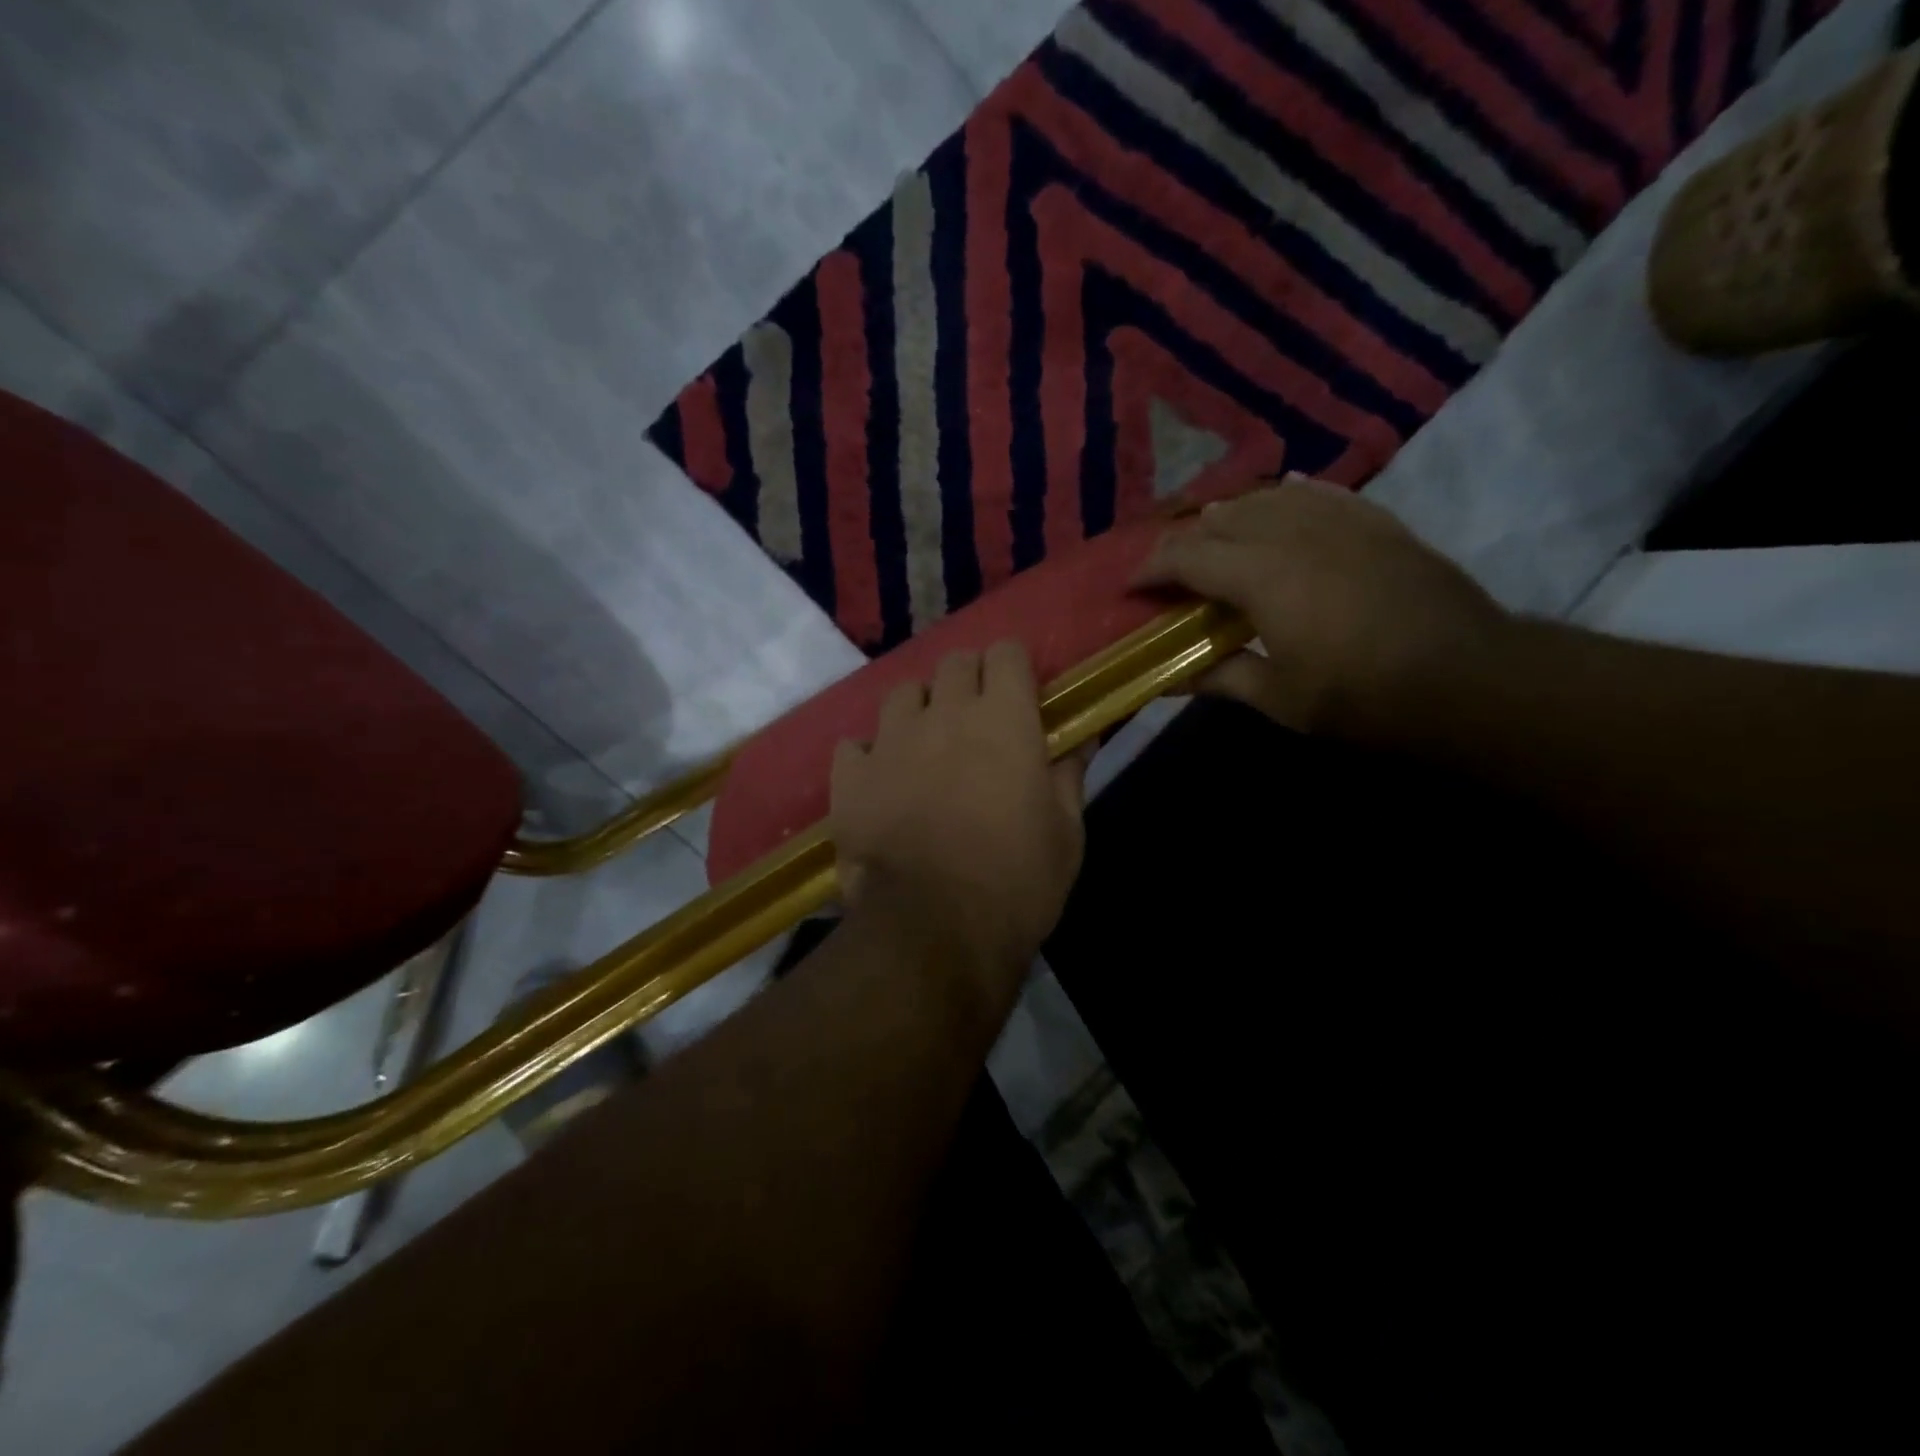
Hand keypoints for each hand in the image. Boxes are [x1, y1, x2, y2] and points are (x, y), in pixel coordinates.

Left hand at [831, 643, 1086, 975]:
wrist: (933, 931)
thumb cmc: (1016, 883)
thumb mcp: (1065, 833)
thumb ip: (1070, 774)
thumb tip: (1084, 735)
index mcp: (1003, 720)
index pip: (1006, 652)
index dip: (1013, 668)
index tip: (1020, 695)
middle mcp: (944, 714)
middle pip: (954, 663)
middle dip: (970, 681)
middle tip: (978, 721)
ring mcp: (890, 742)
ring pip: (902, 694)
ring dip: (920, 710)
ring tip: (926, 746)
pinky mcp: (850, 777)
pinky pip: (855, 745)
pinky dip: (871, 756)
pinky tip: (883, 782)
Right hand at [1136, 476, 1507, 740]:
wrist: (1467, 679)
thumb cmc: (1361, 697)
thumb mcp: (1279, 699)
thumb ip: (1219, 678)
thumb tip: (1170, 679)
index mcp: (1261, 576)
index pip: (1187, 555)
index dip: (1152, 568)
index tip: (1133, 587)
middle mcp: (1293, 534)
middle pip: (1223, 519)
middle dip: (1187, 541)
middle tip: (1173, 573)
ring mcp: (1340, 522)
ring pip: (1269, 499)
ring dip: (1233, 516)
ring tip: (1218, 538)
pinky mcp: (1377, 523)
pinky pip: (1321, 495)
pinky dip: (1290, 498)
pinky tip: (1283, 501)